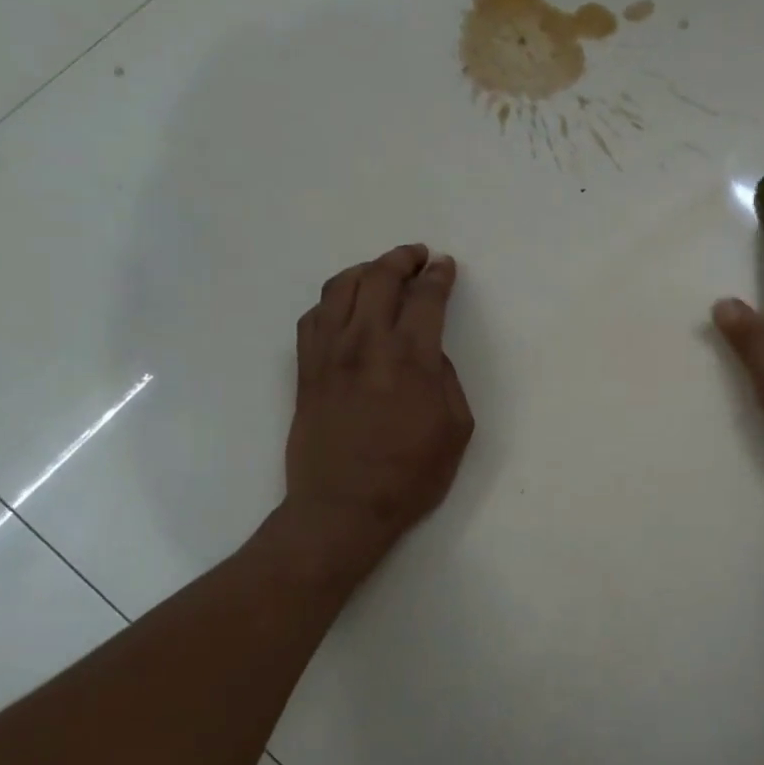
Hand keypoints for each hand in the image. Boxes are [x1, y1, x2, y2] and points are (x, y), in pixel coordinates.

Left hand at [283, 244, 474, 578]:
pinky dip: (332, 300)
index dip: (438, 276)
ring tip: (380, 273)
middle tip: (418, 257)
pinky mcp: (305, 370)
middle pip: (379, 278)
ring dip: (365, 271)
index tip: (445, 266)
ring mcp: (329, 354)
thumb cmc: (411, 475)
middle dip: (402, 259)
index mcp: (410, 358)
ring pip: (340, 288)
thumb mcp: (457, 429)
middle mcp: (366, 343)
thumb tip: (429, 353)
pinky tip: (344, 306)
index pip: (425, 298)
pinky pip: (314, 316)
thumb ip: (447, 379)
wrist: (343, 507)